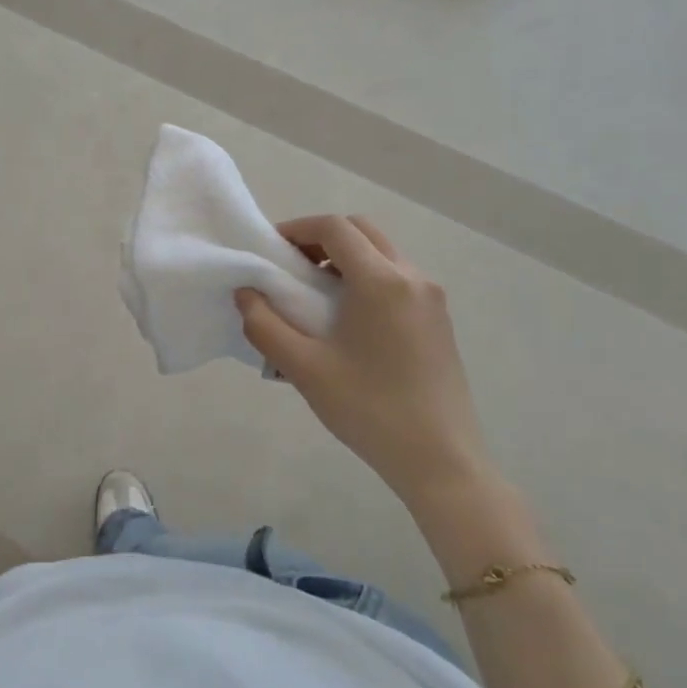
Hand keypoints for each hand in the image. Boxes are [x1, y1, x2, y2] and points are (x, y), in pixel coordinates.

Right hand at [235, 215, 486, 503]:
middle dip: (322, 238)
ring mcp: (431, 298)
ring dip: (345, 258)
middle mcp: (412, 277)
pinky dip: (367, 278)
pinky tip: (347, 320)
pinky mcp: (438, 320)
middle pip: (362, 231)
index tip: (270, 250)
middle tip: (291, 267)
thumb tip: (246, 293)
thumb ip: (264, 325)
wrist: (440, 460)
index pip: (335, 227)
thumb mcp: (304, 368)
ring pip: (383, 254)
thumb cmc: (368, 409)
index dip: (297, 229)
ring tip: (314, 295)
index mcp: (381, 281)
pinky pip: (397, 279)